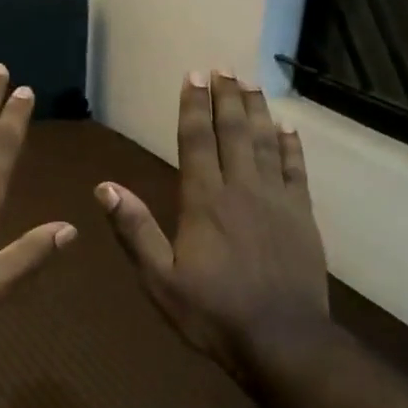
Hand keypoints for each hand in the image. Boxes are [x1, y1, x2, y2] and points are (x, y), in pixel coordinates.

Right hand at [97, 72, 329, 377]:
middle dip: (225, 98)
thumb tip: (105, 187)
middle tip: (222, 69)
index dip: (193, 107)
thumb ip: (135, 231)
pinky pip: (297, 169)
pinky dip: (291, 146)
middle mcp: (241, 189)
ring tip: (250, 84)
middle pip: (233, 132)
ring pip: (265, 142)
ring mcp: (277, 200)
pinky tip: (287, 129)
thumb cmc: (213, 313)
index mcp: (203, 202)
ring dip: (256, 111)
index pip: (195, 142)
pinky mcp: (303, 215)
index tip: (193, 77)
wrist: (281, 338)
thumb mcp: (160, 280)